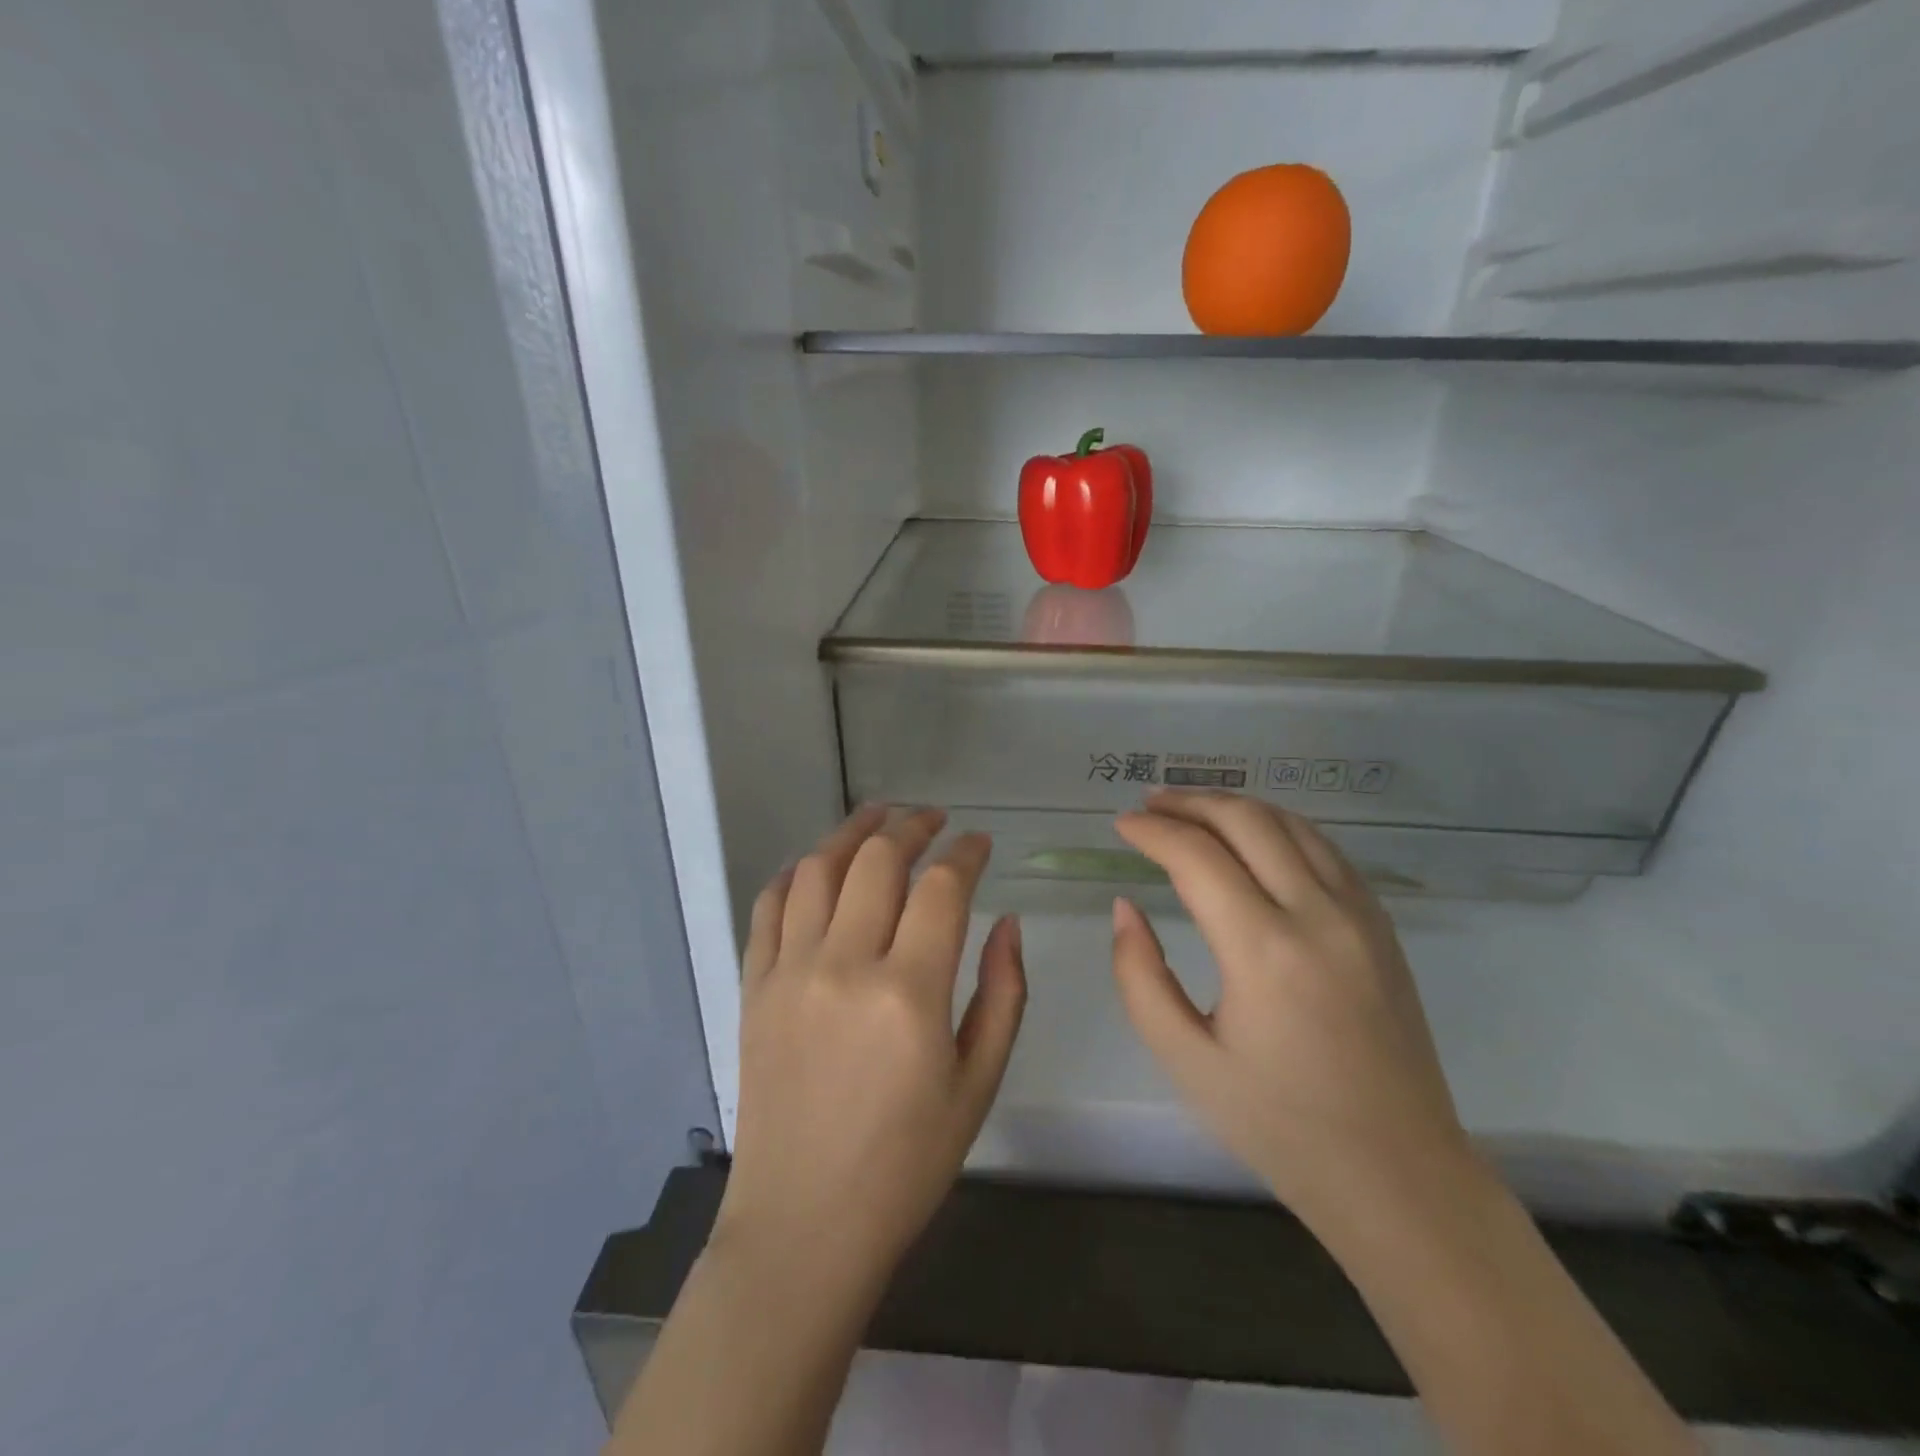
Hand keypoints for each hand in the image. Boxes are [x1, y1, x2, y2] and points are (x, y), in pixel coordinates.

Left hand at [715, 806, 1026, 1291]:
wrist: (804, 1225)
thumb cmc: (906, 1164)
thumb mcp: (978, 1084)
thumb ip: (1003, 994)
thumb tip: (1007, 922)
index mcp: (909, 994)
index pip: (941, 887)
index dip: (966, 853)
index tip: (979, 843)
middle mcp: (844, 965)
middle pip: (877, 859)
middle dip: (913, 826)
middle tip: (934, 820)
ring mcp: (790, 972)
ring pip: (817, 868)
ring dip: (852, 831)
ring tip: (878, 816)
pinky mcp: (754, 987)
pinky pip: (769, 906)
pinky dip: (796, 873)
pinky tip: (816, 867)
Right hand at [1112, 792, 1467, 1226]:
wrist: (1398, 1174)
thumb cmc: (1279, 1124)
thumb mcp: (1185, 1059)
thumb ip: (1139, 975)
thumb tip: (1126, 907)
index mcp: (1264, 950)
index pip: (1196, 856)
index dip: (1152, 831)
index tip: (1120, 825)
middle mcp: (1317, 914)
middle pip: (1247, 821)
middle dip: (1190, 802)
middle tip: (1150, 804)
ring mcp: (1359, 915)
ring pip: (1291, 824)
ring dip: (1235, 806)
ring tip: (1192, 809)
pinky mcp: (1380, 926)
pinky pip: (1325, 849)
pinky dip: (1279, 827)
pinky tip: (1253, 838)